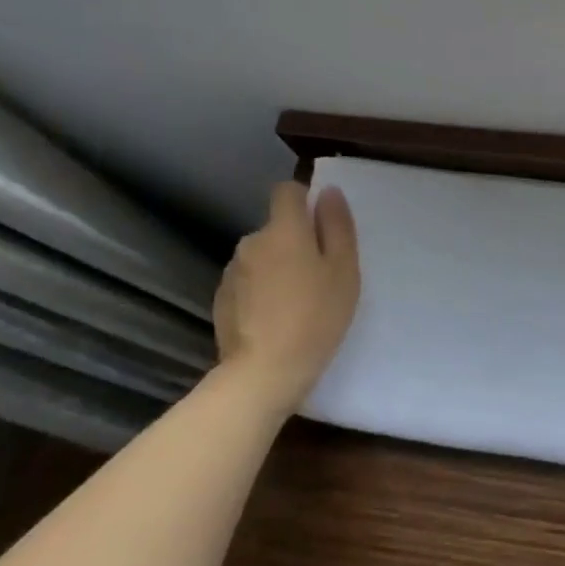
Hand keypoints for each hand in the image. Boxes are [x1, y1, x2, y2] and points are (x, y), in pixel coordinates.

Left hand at [212, 182, 359, 415]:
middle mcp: (252, 242)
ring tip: (295, 301)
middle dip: (294, 241)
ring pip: (261, 256)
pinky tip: (273, 318)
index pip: (286, 191)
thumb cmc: (316, 317)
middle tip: (318, 275)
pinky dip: (260, 291)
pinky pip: (247, 282)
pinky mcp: (221, 300)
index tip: (321, 226)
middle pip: (275, 228)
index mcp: (283, 229)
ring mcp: (232, 272)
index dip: (303, 200)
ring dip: (276, 267)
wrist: (263, 373)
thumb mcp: (343, 270)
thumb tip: (328, 192)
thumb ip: (337, 226)